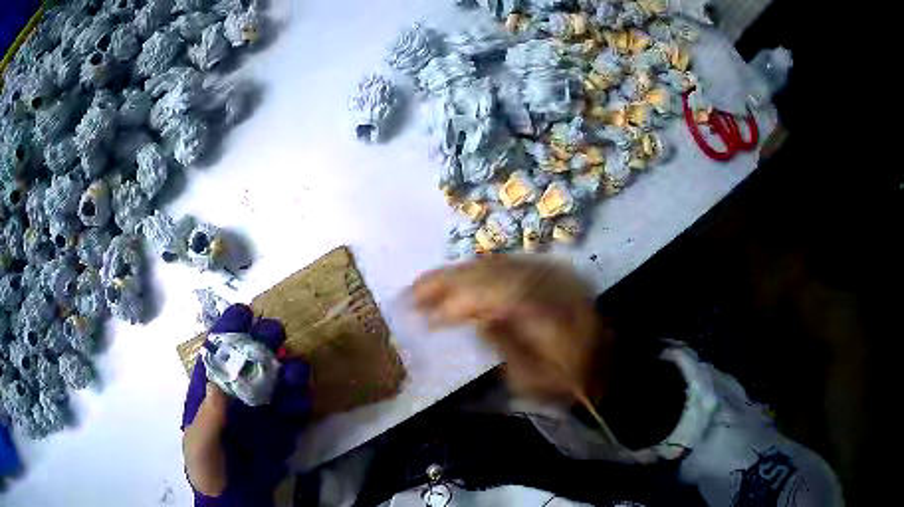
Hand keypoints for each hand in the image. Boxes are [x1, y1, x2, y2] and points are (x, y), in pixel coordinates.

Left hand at [181, 304, 310, 504]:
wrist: (234, 501)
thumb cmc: (207, 470)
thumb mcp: (201, 445)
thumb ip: (209, 418)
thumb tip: (218, 382)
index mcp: (210, 395)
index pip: (217, 356)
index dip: (228, 332)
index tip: (243, 312)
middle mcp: (236, 398)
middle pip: (251, 364)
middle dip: (264, 345)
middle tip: (277, 333)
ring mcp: (259, 414)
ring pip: (275, 385)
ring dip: (287, 374)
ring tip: (297, 371)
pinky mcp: (278, 431)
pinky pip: (291, 413)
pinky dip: (298, 405)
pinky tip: (302, 402)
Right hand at [412, 256, 613, 404]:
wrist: (606, 366)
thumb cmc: (570, 382)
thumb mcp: (538, 379)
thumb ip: (508, 346)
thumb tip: (476, 317)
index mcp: (552, 309)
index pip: (495, 292)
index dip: (455, 300)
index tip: (423, 314)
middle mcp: (551, 280)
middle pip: (491, 271)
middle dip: (446, 282)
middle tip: (410, 295)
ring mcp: (550, 273)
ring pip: (494, 265)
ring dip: (456, 275)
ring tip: (423, 288)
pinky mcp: (546, 274)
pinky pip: (504, 267)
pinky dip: (474, 274)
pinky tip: (454, 284)